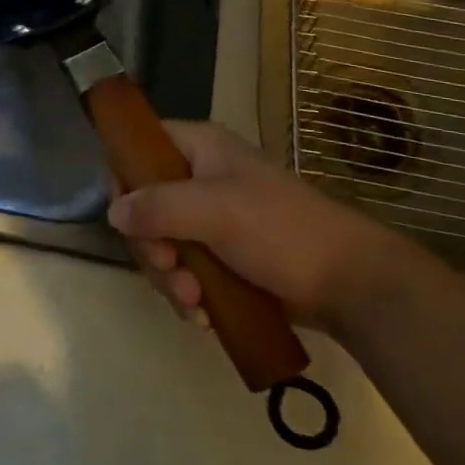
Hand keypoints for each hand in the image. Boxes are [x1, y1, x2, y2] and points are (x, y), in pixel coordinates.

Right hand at [108, 121, 411, 332]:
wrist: (351, 284)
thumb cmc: (280, 230)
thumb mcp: (214, 210)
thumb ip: (157, 207)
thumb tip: (112, 213)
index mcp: (199, 149)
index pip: (141, 148)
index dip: (126, 179)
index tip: (127, 218)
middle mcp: (199, 179)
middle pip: (145, 206)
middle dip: (152, 246)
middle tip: (169, 269)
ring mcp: (213, 220)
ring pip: (163, 244)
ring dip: (170, 278)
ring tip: (194, 303)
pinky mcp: (224, 259)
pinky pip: (186, 271)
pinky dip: (188, 294)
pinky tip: (204, 317)